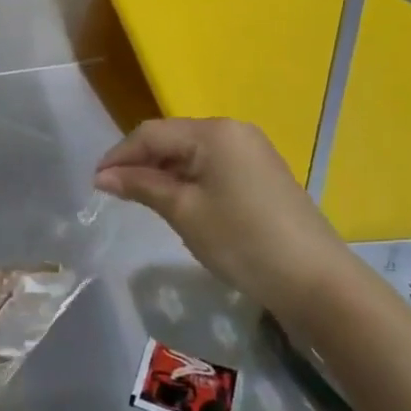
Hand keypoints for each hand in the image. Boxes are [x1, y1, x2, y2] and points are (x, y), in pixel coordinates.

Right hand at [94, 118, 351, 319]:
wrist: (315, 280)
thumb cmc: (241, 241)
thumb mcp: (184, 211)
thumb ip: (141, 186)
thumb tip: (102, 176)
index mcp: (213, 131)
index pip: (151, 133)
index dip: (119, 155)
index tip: (94, 182)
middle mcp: (233, 130)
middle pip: (172, 138)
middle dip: (140, 162)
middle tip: (114, 192)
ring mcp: (252, 150)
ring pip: (192, 153)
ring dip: (164, 172)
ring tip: (141, 199)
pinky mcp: (262, 172)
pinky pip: (212, 166)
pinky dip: (189, 180)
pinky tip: (179, 203)